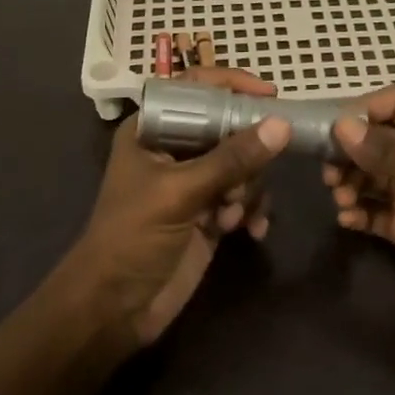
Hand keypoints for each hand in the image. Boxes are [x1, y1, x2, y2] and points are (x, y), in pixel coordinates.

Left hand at [69, 67, 289, 348]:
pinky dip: (252, 211)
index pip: (196, 88)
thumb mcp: (180, 193)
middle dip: (245, 154)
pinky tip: (251, 232)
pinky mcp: (209, 214)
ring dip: (248, 189)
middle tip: (247, 179)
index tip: (270, 95)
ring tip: (233, 216)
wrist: (114, 310)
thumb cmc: (132, 237)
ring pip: (242, 164)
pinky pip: (245, 197)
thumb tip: (281, 125)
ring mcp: (194, 182)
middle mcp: (175, 149)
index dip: (232, 85)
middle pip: (228, 126)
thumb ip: (231, 159)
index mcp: (154, 128)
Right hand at [328, 87, 394, 337]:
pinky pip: (373, 210)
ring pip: (370, 174)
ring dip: (348, 180)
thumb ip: (392, 154)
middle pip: (376, 138)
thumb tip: (342, 127)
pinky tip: (347, 219)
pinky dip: (356, 211)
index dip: (365, 110)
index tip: (334, 130)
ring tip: (339, 197)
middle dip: (349, 150)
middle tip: (328, 170)